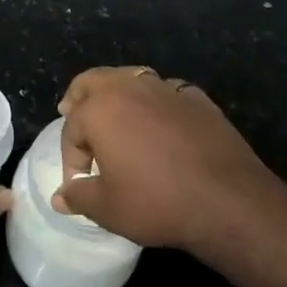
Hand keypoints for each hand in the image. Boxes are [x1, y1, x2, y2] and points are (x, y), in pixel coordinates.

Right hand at [53, 66, 278, 258]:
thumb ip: (79, 197)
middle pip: (93, 80)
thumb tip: (59, 197)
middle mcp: (129, 88)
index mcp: (100, 109)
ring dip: (117, 91)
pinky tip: (162, 122)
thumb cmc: (157, 202)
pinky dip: (155, 101)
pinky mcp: (196, 97)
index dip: (71, 156)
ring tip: (116, 111)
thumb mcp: (108, 209)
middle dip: (79, 96)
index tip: (79, 182)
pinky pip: (166, 90)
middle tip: (72, 111)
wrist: (227, 200)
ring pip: (130, 76)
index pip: (72, 127)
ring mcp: (165, 88)